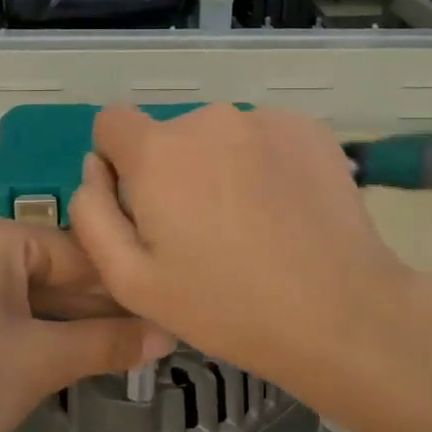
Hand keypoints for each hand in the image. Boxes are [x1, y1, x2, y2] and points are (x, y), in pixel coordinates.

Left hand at [0, 216, 173, 431]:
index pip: (79, 256)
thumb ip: (108, 343)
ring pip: (1, 281)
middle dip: (86, 307)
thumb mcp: (43, 362)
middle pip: (42, 269)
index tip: (157, 322)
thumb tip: (169, 332)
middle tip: (129, 344)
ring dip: (44, 312)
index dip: (122, 292)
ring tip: (85, 343)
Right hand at [68, 104, 422, 396]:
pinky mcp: (308, 128)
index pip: (111, 122)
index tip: (143, 206)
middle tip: (203, 231)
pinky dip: (264, 163)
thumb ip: (92, 213)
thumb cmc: (224, 306)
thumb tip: (94, 167)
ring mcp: (264, 119)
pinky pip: (264, 137)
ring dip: (220, 166)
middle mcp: (208, 118)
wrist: (339, 312)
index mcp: (158, 151)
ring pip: (219, 137)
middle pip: (169, 135)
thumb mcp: (130, 280)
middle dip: (173, 171)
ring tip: (251, 223)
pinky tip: (286, 210)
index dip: (117, 162)